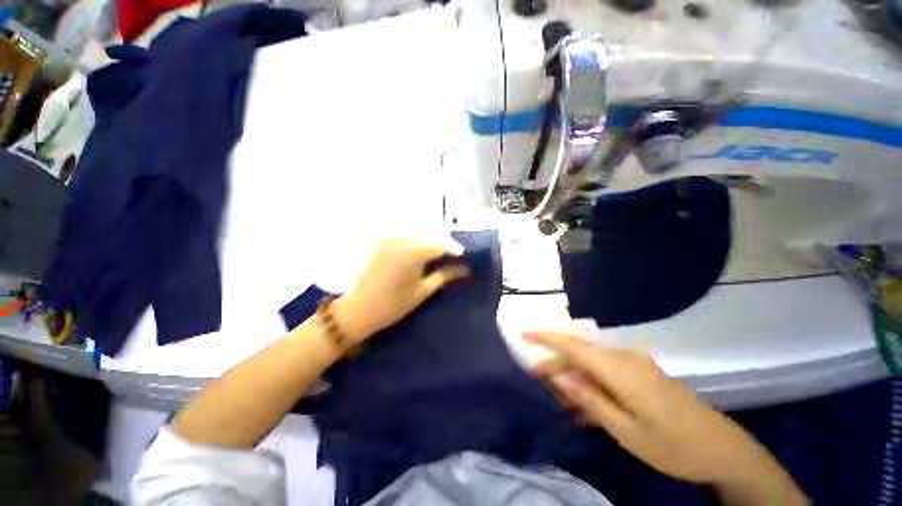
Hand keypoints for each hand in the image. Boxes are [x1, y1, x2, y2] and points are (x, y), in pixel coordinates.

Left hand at [334, 237, 469, 343]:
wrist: (358, 309)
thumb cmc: (393, 305)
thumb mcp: (423, 291)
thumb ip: (445, 276)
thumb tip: (466, 269)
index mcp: (415, 251)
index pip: (443, 243)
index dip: (456, 249)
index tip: (464, 257)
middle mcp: (404, 238)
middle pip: (432, 232)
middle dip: (445, 242)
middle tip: (453, 255)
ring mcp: (392, 237)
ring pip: (421, 230)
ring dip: (432, 238)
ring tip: (440, 252)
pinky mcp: (384, 240)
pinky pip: (408, 233)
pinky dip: (419, 237)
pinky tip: (423, 248)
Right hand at [527, 331, 806, 504]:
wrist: (724, 450)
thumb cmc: (673, 446)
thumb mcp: (626, 430)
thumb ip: (589, 400)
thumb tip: (559, 376)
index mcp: (620, 370)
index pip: (573, 345)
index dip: (545, 336)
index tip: (523, 332)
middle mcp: (625, 358)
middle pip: (580, 353)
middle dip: (556, 363)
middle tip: (537, 379)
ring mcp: (635, 364)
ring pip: (592, 363)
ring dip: (574, 376)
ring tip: (563, 400)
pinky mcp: (641, 373)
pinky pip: (607, 371)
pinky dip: (592, 383)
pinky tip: (588, 406)